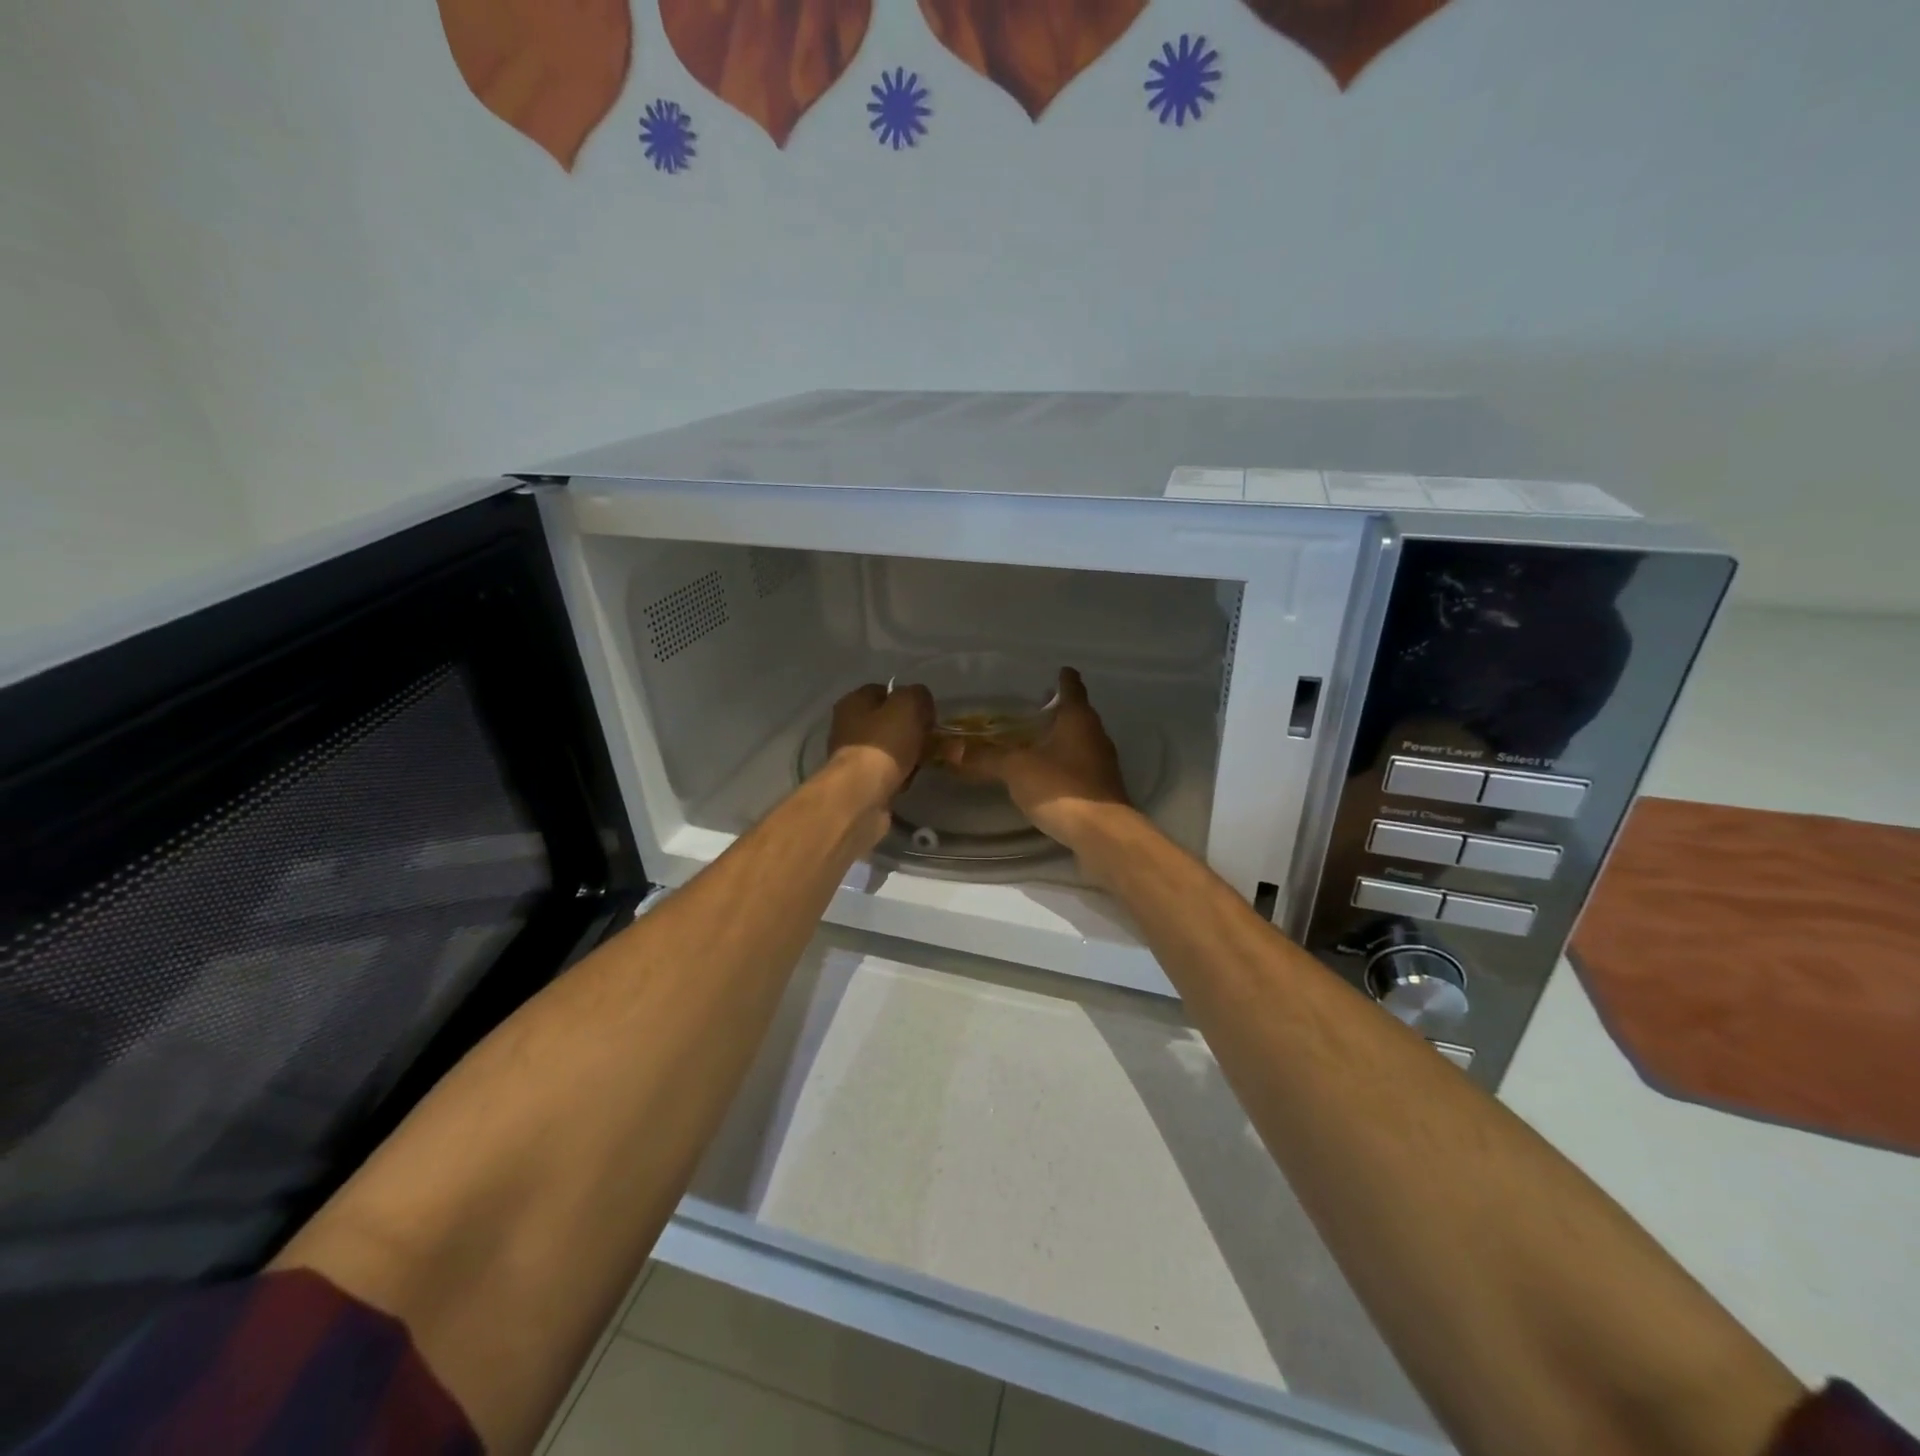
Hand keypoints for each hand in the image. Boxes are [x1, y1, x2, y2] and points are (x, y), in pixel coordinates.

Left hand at [827, 682, 935, 807]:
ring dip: (909, 754)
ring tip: (922, 762)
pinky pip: (888, 772)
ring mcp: (852, 756)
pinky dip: (900, 775)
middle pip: (889, 722)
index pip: (885, 691)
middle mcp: (847, 726)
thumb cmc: (884, 743)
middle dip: (912, 730)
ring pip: (890, 748)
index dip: (910, 700)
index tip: (928, 714)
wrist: (863, 794)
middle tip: (930, 739)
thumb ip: (918, 695)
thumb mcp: (908, 705)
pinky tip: (908, 780)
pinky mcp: (860, 782)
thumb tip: (921, 703)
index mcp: (853, 702)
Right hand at [938, 668, 1129, 848]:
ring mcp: (1102, 764)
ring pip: (1078, 742)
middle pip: (1077, 715)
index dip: (1062, 678)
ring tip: (1031, 742)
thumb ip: (986, 758)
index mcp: (1079, 719)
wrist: (1101, 834)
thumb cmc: (1061, 788)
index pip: (1072, 687)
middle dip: (1056, 711)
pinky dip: (1062, 765)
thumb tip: (950, 750)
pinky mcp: (1101, 789)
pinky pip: (1078, 767)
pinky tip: (1044, 775)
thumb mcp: (1016, 769)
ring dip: (1059, 740)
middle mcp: (1095, 735)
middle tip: (1030, 709)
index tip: (1053, 671)